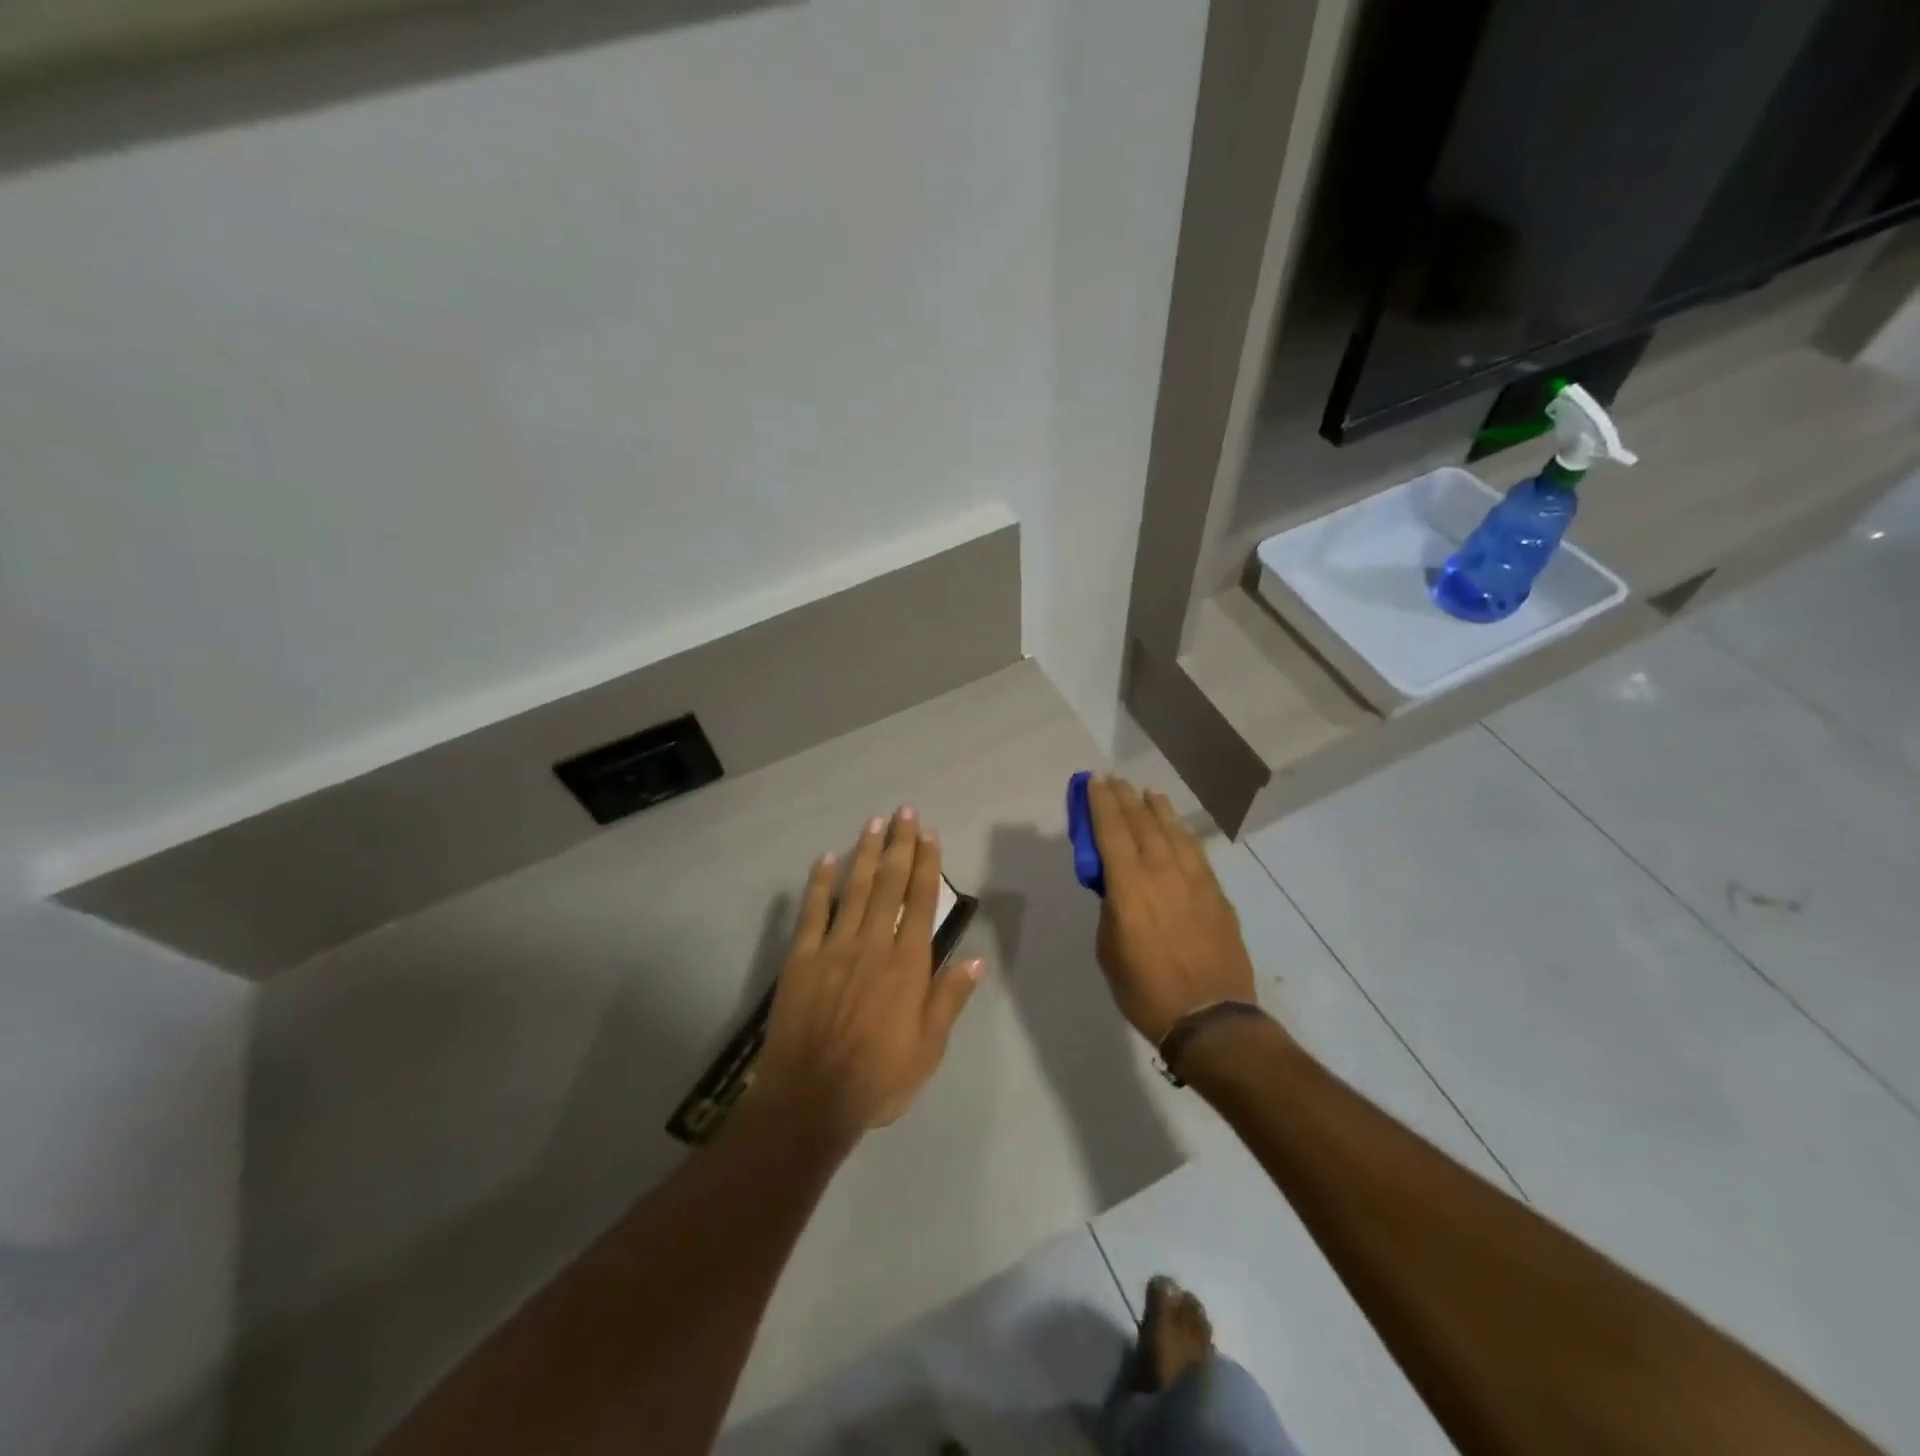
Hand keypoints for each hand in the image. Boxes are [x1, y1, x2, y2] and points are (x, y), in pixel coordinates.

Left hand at [757, 807, 983, 1142]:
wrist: (811, 1099)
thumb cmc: (878, 1078)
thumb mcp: (928, 1048)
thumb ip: (949, 999)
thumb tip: (975, 959)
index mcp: (907, 964)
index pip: (921, 901)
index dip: (927, 865)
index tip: (929, 835)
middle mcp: (873, 944)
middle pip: (890, 884)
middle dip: (899, 845)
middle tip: (904, 812)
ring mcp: (834, 948)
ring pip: (854, 889)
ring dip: (866, 854)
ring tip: (874, 823)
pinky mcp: (802, 959)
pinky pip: (812, 913)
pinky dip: (819, 884)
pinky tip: (826, 859)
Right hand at [1086, 776, 1257, 1044]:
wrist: (1211, 1018)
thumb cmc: (1146, 990)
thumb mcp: (1109, 950)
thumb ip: (1111, 909)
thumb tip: (1116, 888)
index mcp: (1129, 887)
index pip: (1111, 832)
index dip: (1101, 804)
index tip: (1093, 782)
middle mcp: (1162, 873)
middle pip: (1142, 823)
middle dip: (1125, 799)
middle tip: (1114, 781)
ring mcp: (1195, 881)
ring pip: (1173, 831)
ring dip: (1157, 809)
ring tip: (1147, 793)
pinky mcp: (1216, 893)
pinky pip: (1195, 851)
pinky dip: (1182, 832)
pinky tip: (1177, 827)